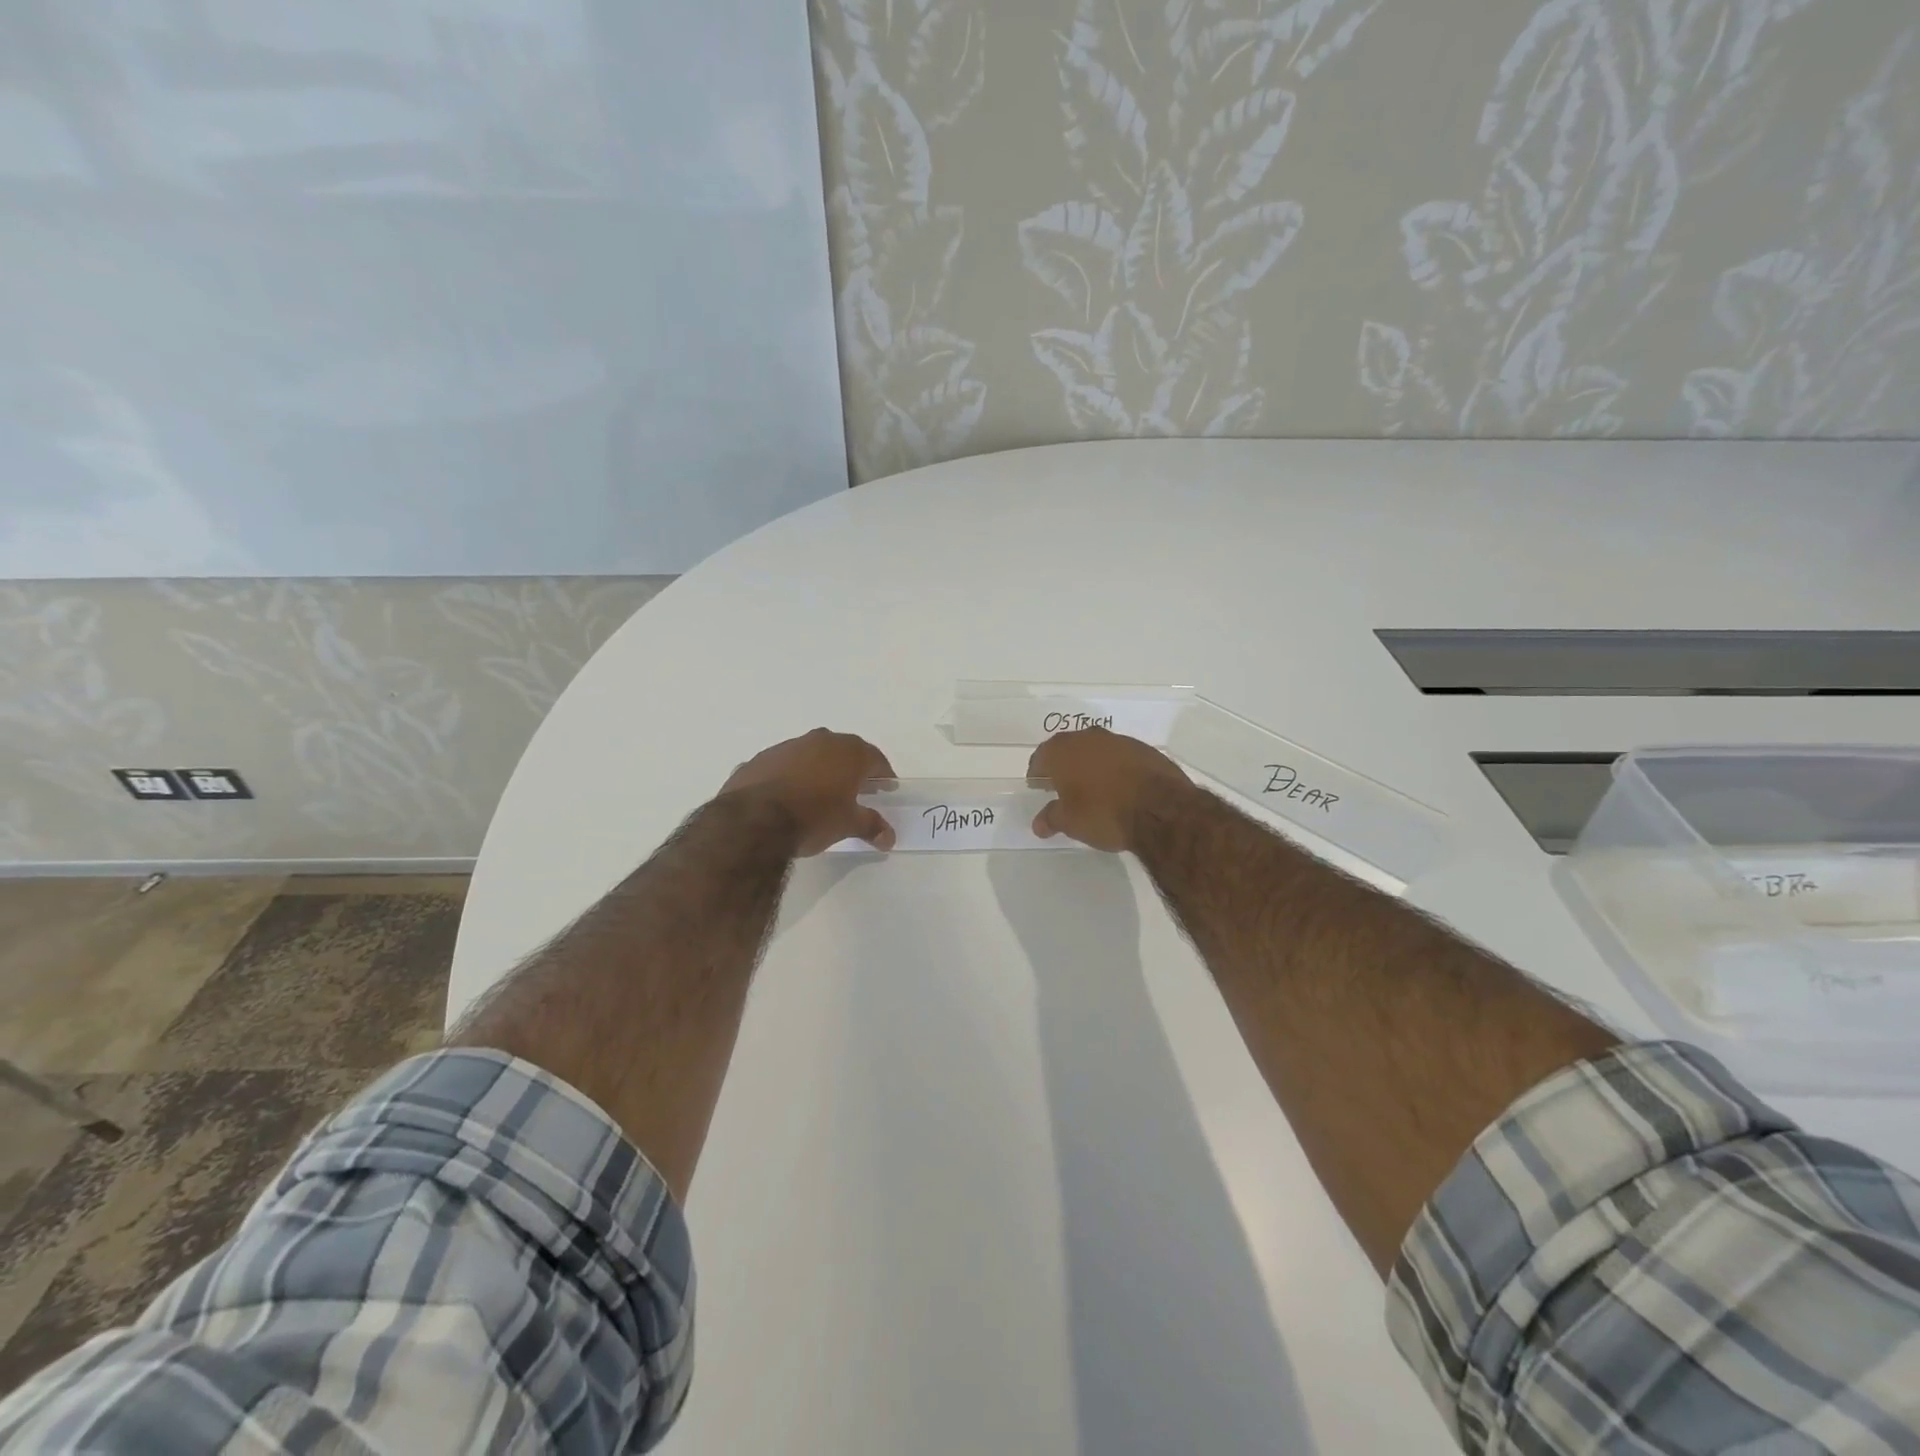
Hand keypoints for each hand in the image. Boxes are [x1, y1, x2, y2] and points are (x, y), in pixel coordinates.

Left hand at [720, 728, 897, 855]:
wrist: (753, 820)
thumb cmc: (813, 817)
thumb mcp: (848, 825)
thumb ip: (871, 826)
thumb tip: (889, 837)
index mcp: (848, 752)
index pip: (875, 758)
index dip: (883, 774)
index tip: (886, 788)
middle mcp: (819, 741)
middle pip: (844, 752)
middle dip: (852, 769)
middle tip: (857, 790)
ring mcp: (787, 747)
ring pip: (811, 755)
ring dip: (819, 770)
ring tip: (820, 794)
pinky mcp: (760, 759)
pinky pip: (783, 766)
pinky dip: (791, 777)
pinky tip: (788, 798)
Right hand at [1028, 728, 1194, 852]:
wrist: (1161, 809)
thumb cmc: (1104, 813)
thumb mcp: (1070, 822)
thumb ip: (1051, 818)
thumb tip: (1039, 824)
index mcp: (1063, 751)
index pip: (1041, 757)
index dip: (1037, 772)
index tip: (1038, 785)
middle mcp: (1088, 738)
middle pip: (1068, 748)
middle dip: (1063, 765)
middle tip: (1061, 785)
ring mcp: (1119, 740)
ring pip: (1096, 749)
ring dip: (1091, 764)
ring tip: (1091, 787)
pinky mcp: (1145, 749)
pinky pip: (1120, 756)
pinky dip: (1115, 768)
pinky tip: (1119, 787)